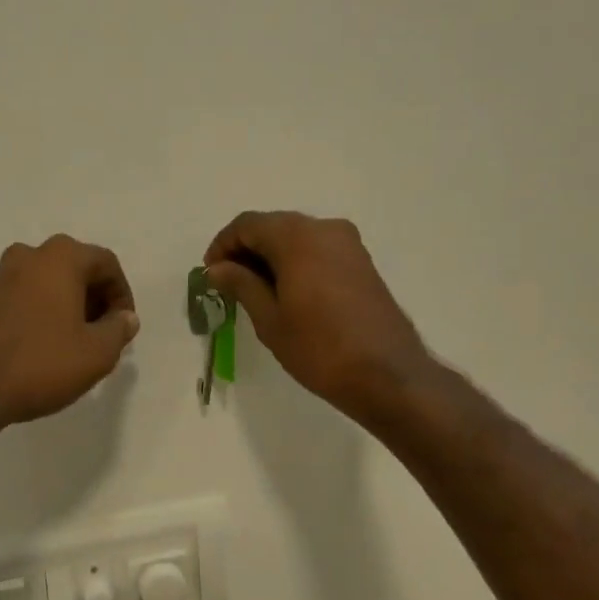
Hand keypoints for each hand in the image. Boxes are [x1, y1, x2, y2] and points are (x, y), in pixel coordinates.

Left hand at [0, 235, 139, 427]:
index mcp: (59, 259)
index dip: (121, 293)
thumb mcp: (95, 354)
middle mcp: (25, 257)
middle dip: (91, 297)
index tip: (123, 326)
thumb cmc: (39, 364)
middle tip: (99, 332)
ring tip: (67, 342)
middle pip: (71, 268)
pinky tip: (32, 350)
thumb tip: (125, 317)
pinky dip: (31, 316)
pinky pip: (14, 302)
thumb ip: (118, 330)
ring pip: (40, 283)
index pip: (105, 263)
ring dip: (60, 305)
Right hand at [204, 211, 432, 420]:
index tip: (210, 274)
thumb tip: (217, 268)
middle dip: (246, 249)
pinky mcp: (361, 261)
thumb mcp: (270, 319)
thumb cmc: (319, 348)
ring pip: (296, 237)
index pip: (247, 224)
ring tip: (254, 291)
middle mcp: (324, 228)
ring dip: (271, 256)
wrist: (388, 375)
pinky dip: (295, 262)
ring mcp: (348, 243)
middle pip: (273, 226)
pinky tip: (286, 292)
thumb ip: (241, 284)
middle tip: (228, 284)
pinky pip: (317, 249)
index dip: (223, 245)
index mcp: (297, 237)